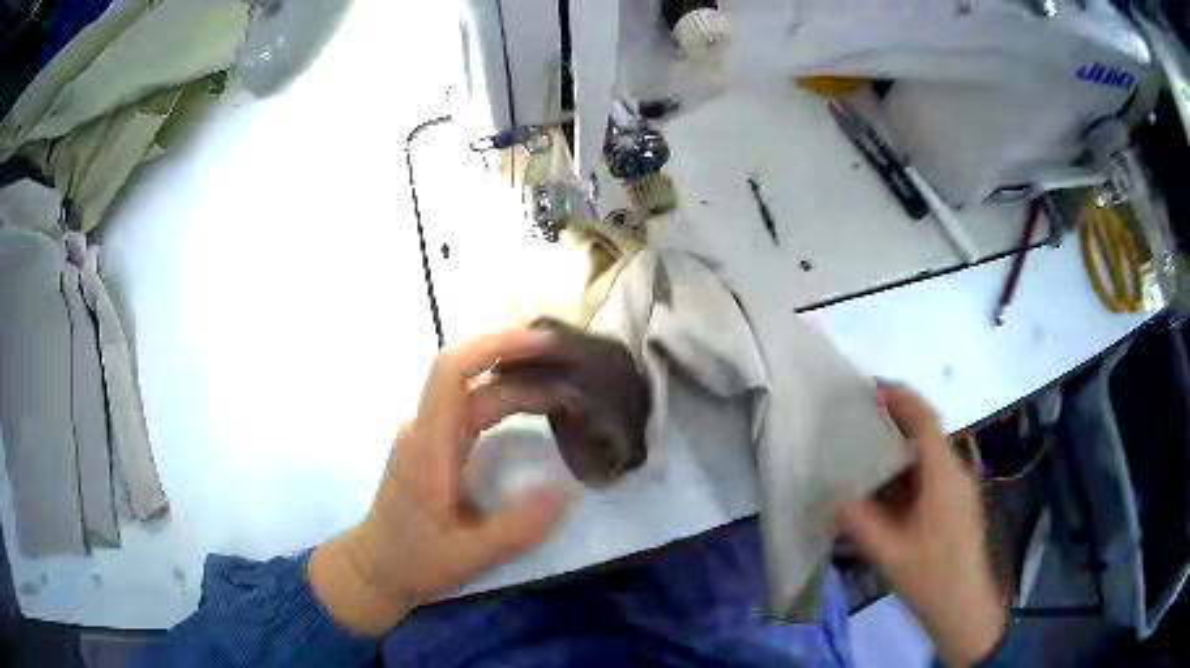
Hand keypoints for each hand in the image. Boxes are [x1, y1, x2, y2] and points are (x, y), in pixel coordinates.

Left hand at [309, 327, 568, 634]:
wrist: (374, 567)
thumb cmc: (415, 561)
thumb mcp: (470, 555)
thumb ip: (517, 527)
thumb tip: (564, 488)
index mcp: (427, 445)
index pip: (451, 371)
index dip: (494, 345)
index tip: (542, 342)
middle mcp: (425, 428)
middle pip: (473, 378)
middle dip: (524, 366)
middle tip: (577, 371)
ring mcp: (429, 434)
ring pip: (476, 390)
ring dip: (520, 381)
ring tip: (568, 386)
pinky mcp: (436, 444)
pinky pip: (474, 406)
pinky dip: (509, 398)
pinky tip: (537, 407)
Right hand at [837, 384, 1004, 667]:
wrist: (963, 608)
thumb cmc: (931, 578)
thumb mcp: (890, 553)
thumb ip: (860, 523)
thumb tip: (833, 498)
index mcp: (944, 476)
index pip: (926, 421)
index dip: (901, 399)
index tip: (873, 387)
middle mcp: (956, 474)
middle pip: (927, 436)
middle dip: (895, 424)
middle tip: (860, 423)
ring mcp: (958, 491)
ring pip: (927, 460)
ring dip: (899, 455)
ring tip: (865, 459)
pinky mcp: (956, 507)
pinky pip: (930, 479)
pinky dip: (906, 478)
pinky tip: (884, 496)